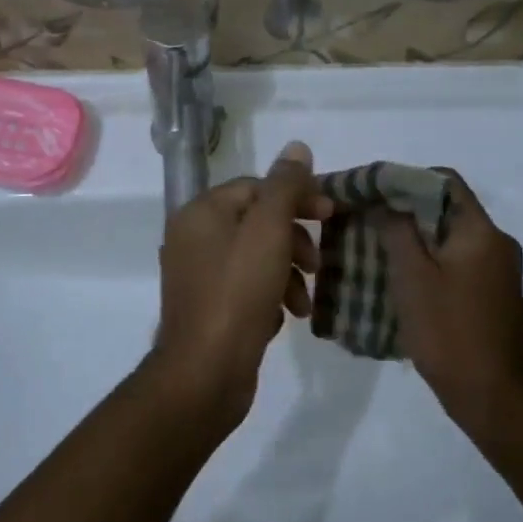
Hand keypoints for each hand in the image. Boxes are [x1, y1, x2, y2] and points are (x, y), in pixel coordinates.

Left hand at [153, 140, 332, 428]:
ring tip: (302, 302)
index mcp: (200, 212)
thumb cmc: (237, 294)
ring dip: (286, 273)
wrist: (204, 374)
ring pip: (254, 257)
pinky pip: (245, 287)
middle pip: (256, 222)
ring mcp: (197, 275)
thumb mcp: (268, 232)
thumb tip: (297, 147)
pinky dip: (268, 296)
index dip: (296, 196)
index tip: (330, 215)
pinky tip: (281, 318)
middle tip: (317, 261)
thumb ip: (284, 187)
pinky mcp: (207, 307)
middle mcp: (192, 237)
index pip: (256, 186)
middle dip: (293, 239)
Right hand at [384, 169, 522, 440]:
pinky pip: (456, 261)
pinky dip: (428, 260)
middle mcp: (496, 243)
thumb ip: (397, 231)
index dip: (405, 178)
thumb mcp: (412, 277)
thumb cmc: (450, 333)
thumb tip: (385, 201)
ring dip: (414, 237)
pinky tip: (399, 277)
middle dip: (404, 209)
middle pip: (446, 208)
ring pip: (449, 237)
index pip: (444, 180)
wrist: (494, 399)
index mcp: (481, 231)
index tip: (370, 191)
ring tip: (374, 246)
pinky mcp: (493, 294)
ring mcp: (498, 271)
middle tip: (364, 218)